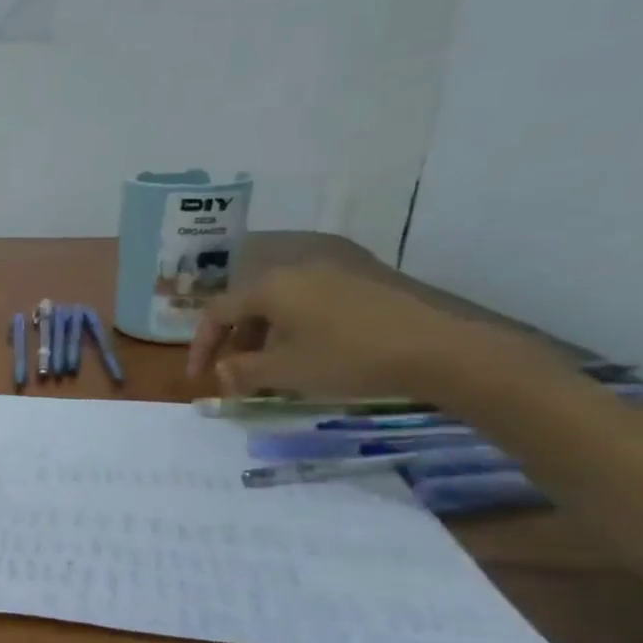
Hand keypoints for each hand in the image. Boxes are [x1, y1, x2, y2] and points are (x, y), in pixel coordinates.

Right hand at [187, 263, 486, 399]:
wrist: (443, 345)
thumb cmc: (351, 356)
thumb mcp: (288, 371)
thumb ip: (244, 372)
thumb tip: (223, 373)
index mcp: (270, 284)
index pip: (217, 312)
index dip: (201, 346)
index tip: (199, 378)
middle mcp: (296, 264)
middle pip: (248, 300)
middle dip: (236, 338)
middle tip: (237, 371)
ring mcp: (335, 264)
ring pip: (281, 297)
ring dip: (266, 331)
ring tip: (273, 363)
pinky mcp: (365, 272)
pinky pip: (311, 293)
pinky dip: (296, 320)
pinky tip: (310, 346)